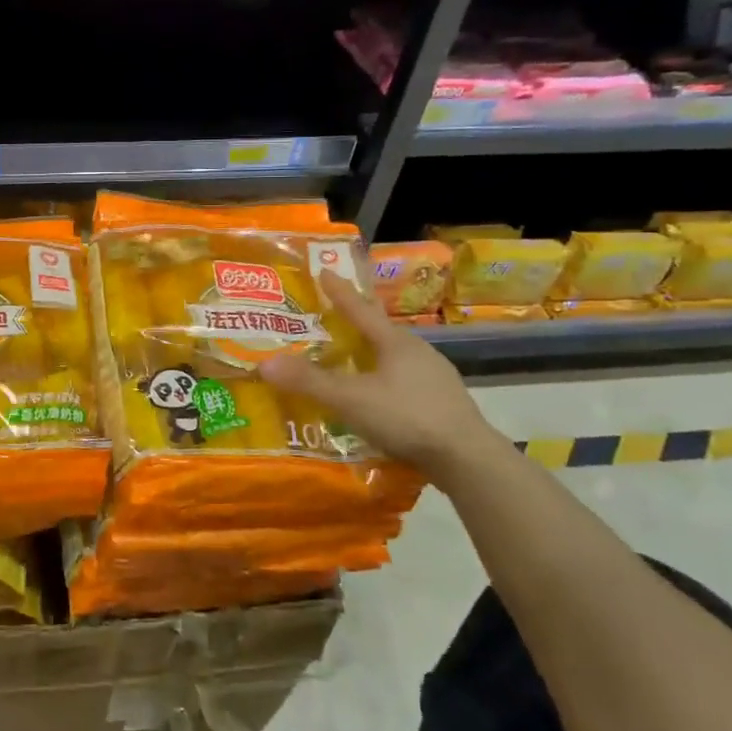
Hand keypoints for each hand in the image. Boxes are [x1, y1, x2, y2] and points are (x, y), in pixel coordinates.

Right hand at [263, 272, 497, 472]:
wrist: (467, 458)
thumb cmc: (407, 417)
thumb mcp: (350, 399)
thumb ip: (309, 382)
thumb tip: (264, 363)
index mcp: (395, 342)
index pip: (360, 309)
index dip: (340, 292)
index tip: (325, 272)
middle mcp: (417, 352)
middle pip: (379, 332)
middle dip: (355, 325)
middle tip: (330, 321)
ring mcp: (434, 377)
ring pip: (393, 358)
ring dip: (370, 356)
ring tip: (349, 362)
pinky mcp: (442, 402)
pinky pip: (404, 382)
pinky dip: (384, 381)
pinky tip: (375, 397)